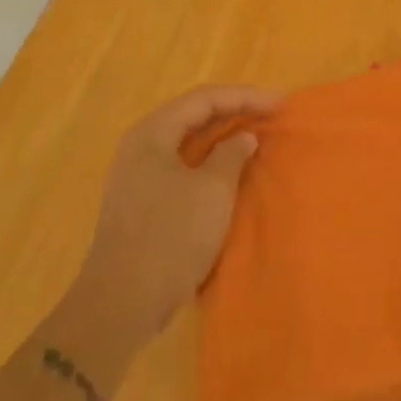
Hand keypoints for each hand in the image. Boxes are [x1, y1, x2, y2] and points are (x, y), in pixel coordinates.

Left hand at [69, 85, 277, 341]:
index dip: (245, 96)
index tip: (280, 102)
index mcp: (153, 133)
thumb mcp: (212, 191)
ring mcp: (138, 175)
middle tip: (270, 114)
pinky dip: (209, 161)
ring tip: (255, 137)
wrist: (121, 304)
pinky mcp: (141, 202)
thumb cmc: (170, 237)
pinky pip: (182, 165)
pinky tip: (230, 171)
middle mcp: (141, 146)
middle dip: (234, 111)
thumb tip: (243, 137)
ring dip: (222, 137)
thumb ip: (231, 155)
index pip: (204, 98)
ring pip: (188, 141)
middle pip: (193, 115)